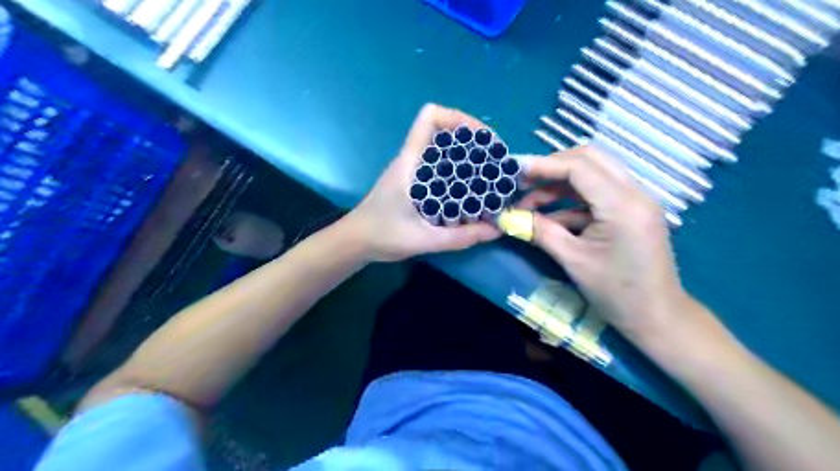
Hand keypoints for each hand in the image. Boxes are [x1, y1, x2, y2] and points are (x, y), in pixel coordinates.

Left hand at [341, 103, 497, 260]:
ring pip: (441, 149)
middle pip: (442, 131)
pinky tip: (469, 190)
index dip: (458, 118)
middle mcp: (411, 160)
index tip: (482, 139)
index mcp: (410, 163)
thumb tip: (495, 230)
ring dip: (465, 156)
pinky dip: (456, 171)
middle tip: (494, 160)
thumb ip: (459, 237)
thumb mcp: (423, 240)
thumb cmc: (382, 236)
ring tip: (488, 174)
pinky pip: (438, 167)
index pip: (429, 118)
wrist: (354, 242)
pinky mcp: (412, 182)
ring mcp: (410, 170)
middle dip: (471, 140)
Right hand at [523, 145, 692, 336]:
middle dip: (552, 166)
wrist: (656, 317)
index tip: (513, 169)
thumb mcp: (572, 260)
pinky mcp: (631, 211)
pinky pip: (597, 193)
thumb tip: (508, 217)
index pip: (579, 167)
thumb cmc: (615, 292)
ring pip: (593, 173)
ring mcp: (635, 200)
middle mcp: (634, 193)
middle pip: (589, 159)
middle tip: (522, 179)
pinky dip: (571, 199)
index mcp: (622, 205)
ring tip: (529, 200)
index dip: (543, 165)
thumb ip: (539, 231)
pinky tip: (548, 215)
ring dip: (559, 183)